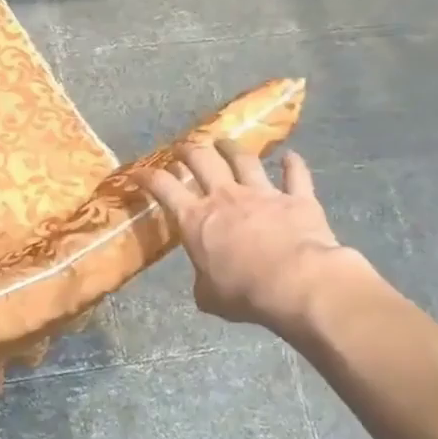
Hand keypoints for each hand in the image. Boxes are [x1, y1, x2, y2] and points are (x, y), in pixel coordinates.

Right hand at [138, 140, 359, 331]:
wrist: (296, 282)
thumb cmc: (243, 292)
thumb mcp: (209, 296)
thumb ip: (204, 282)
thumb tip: (206, 283)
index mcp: (195, 219)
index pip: (163, 187)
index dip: (148, 176)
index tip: (139, 172)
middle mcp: (225, 197)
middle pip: (202, 161)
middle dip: (188, 151)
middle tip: (183, 148)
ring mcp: (262, 193)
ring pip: (243, 159)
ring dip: (231, 148)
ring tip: (224, 142)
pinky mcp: (297, 198)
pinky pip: (295, 175)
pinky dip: (293, 164)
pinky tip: (290, 157)